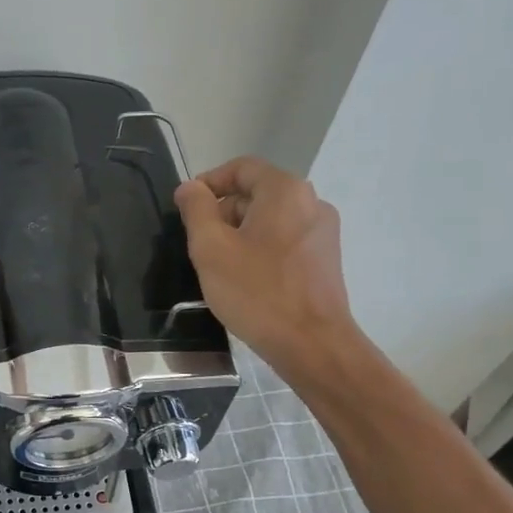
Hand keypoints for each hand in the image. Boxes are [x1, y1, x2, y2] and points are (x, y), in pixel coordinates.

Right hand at [173, 157, 355, 379]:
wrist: (312, 344)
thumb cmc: (257, 292)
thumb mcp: (211, 249)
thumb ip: (196, 210)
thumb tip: (190, 188)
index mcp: (285, 191)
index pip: (241, 168)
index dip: (209, 182)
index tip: (186, 209)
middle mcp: (311, 202)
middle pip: (257, 193)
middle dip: (224, 212)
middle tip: (199, 244)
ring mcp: (323, 232)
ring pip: (271, 219)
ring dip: (241, 234)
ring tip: (220, 266)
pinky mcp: (325, 260)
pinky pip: (285, 241)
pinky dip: (261, 249)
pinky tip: (246, 280)